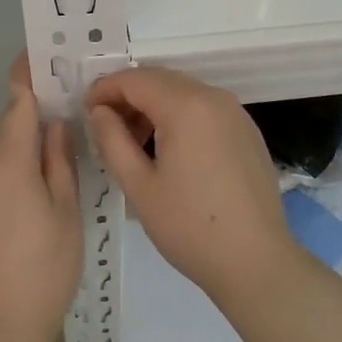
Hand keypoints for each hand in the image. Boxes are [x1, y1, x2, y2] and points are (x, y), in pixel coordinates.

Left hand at [0, 55, 82, 341]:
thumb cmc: (45, 267)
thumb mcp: (66, 211)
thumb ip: (59, 161)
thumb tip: (55, 123)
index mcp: (8, 161)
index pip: (16, 102)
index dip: (28, 76)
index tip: (41, 56)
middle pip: (6, 129)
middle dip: (32, 119)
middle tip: (66, 118)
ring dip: (20, 150)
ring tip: (53, 165)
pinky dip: (7, 176)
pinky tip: (28, 202)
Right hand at [86, 66, 297, 307]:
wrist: (256, 262)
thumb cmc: (190, 226)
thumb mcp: (139, 185)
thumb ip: (112, 140)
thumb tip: (100, 111)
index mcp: (185, 106)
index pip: (134, 79)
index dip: (104, 89)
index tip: (85, 111)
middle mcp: (213, 97)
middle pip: (160, 80)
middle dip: (128, 96)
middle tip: (105, 127)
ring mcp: (235, 113)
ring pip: (183, 92)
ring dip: (153, 106)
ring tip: (134, 143)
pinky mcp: (247, 131)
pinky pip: (204, 108)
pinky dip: (179, 116)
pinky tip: (169, 150)